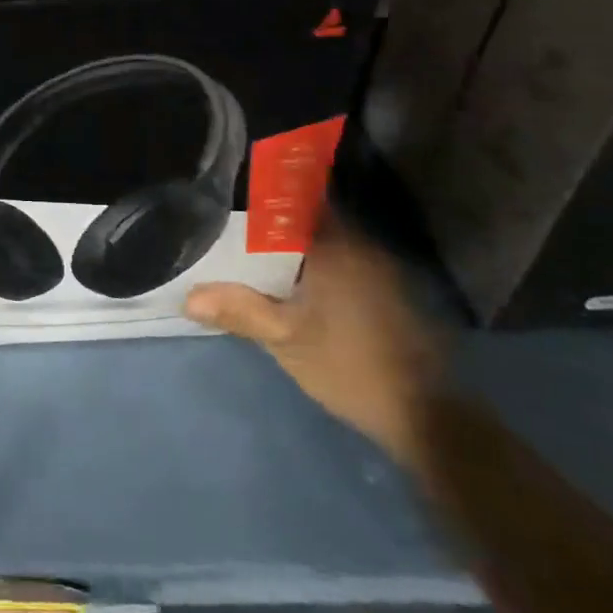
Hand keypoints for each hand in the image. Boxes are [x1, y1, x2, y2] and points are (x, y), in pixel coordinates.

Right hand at [184, 210, 446, 467]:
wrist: (424, 417)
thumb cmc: (350, 367)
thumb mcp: (284, 340)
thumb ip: (238, 311)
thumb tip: (188, 297)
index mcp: (336, 246)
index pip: (296, 199)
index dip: (262, 195)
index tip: (231, 197)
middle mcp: (360, 246)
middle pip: (307, 219)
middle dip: (270, 223)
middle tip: (230, 228)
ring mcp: (377, 269)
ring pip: (323, 242)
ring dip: (291, 246)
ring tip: (250, 253)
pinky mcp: (384, 293)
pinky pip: (338, 262)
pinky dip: (312, 265)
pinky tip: (289, 284)